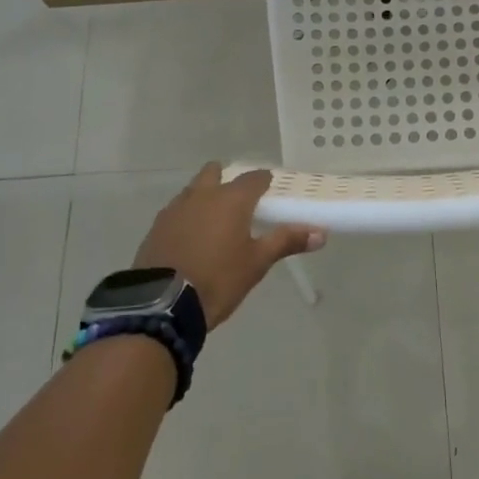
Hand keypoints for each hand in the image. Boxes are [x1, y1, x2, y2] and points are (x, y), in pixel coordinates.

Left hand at [133, 163, 325, 327]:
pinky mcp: (156, 227)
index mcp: (231, 199)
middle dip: (227, 179)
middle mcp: (202, 195)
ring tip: (214, 221)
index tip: (270, 190)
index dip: (264, 181)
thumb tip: (322, 233)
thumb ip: (287, 242)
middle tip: (239, 201)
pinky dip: (186, 217)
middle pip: (215, 172)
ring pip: (193, 190)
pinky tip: (190, 237)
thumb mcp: (256, 263)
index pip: (254, 178)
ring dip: (204, 196)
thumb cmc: (218, 279)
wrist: (161, 305)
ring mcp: (175, 209)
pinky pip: (176, 211)